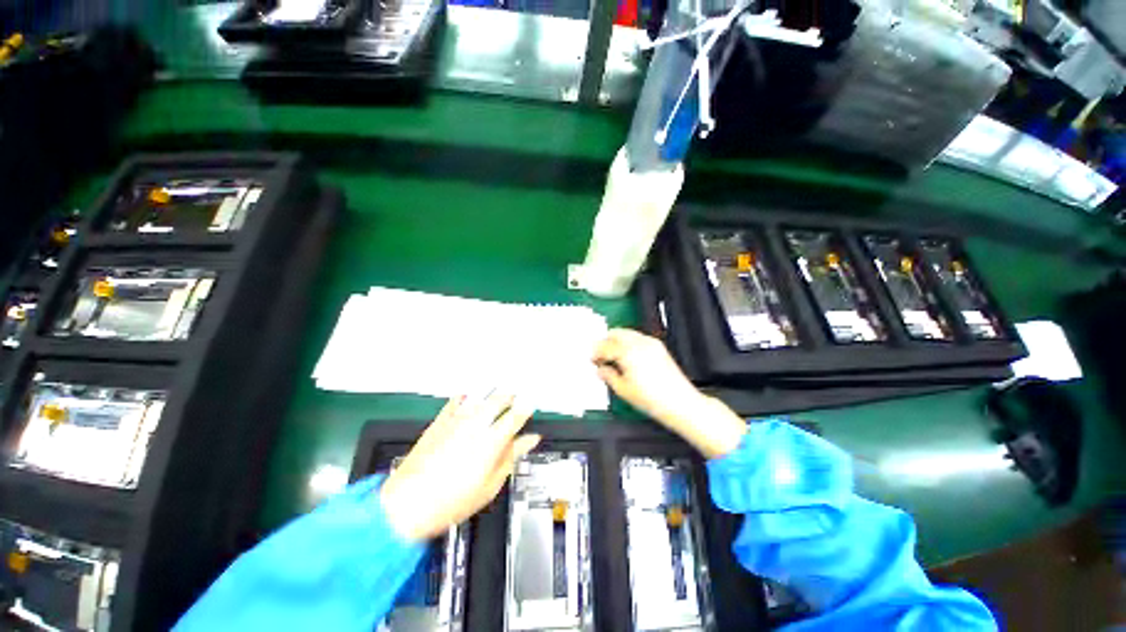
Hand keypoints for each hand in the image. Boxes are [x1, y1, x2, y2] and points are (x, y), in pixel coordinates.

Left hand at [380, 393, 540, 540]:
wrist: (406, 505)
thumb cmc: (451, 501)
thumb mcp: (490, 486)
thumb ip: (512, 457)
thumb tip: (529, 440)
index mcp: (492, 440)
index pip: (516, 416)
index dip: (527, 408)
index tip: (531, 405)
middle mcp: (476, 424)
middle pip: (499, 399)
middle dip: (511, 397)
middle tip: (516, 400)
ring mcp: (456, 420)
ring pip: (481, 396)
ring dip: (493, 393)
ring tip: (498, 395)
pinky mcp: (440, 421)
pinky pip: (457, 400)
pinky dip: (467, 396)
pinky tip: (470, 397)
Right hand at [593, 329, 745, 458]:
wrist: (680, 403)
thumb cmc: (652, 399)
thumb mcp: (623, 390)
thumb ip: (608, 376)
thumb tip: (601, 369)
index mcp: (627, 352)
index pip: (605, 346)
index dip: (595, 353)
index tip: (592, 359)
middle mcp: (639, 343)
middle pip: (615, 333)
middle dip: (605, 342)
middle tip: (600, 355)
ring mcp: (650, 343)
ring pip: (627, 333)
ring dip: (617, 341)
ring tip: (613, 356)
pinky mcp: (658, 346)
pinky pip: (638, 337)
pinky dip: (629, 343)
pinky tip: (628, 357)